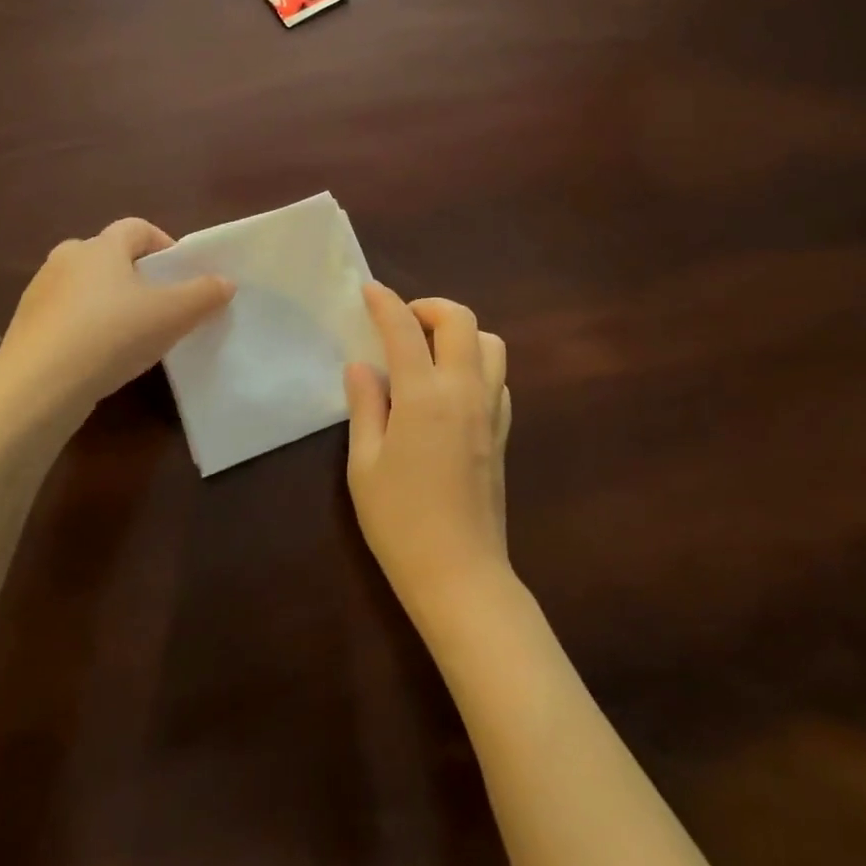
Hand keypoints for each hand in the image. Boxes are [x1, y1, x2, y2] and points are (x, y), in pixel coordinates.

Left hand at [0, 218, 232, 409]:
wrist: (37, 387)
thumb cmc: (111, 336)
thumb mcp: (172, 315)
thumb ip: (204, 294)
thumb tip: (226, 282)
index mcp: (101, 247)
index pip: (136, 228)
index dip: (163, 244)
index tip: (179, 273)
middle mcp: (66, 259)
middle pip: (107, 254)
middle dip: (134, 274)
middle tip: (156, 304)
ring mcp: (39, 292)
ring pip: (84, 285)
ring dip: (107, 301)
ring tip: (128, 335)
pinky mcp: (24, 326)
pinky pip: (64, 316)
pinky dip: (84, 326)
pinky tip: (97, 357)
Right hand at [344, 284, 512, 629]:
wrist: (460, 574)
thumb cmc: (400, 522)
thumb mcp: (364, 465)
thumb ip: (365, 406)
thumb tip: (362, 367)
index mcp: (424, 396)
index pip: (404, 329)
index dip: (385, 303)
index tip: (368, 290)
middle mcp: (465, 391)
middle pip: (461, 320)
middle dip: (430, 307)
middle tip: (402, 322)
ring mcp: (491, 410)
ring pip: (490, 343)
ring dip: (461, 333)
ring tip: (430, 352)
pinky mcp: (503, 431)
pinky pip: (497, 377)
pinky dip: (475, 363)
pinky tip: (450, 388)